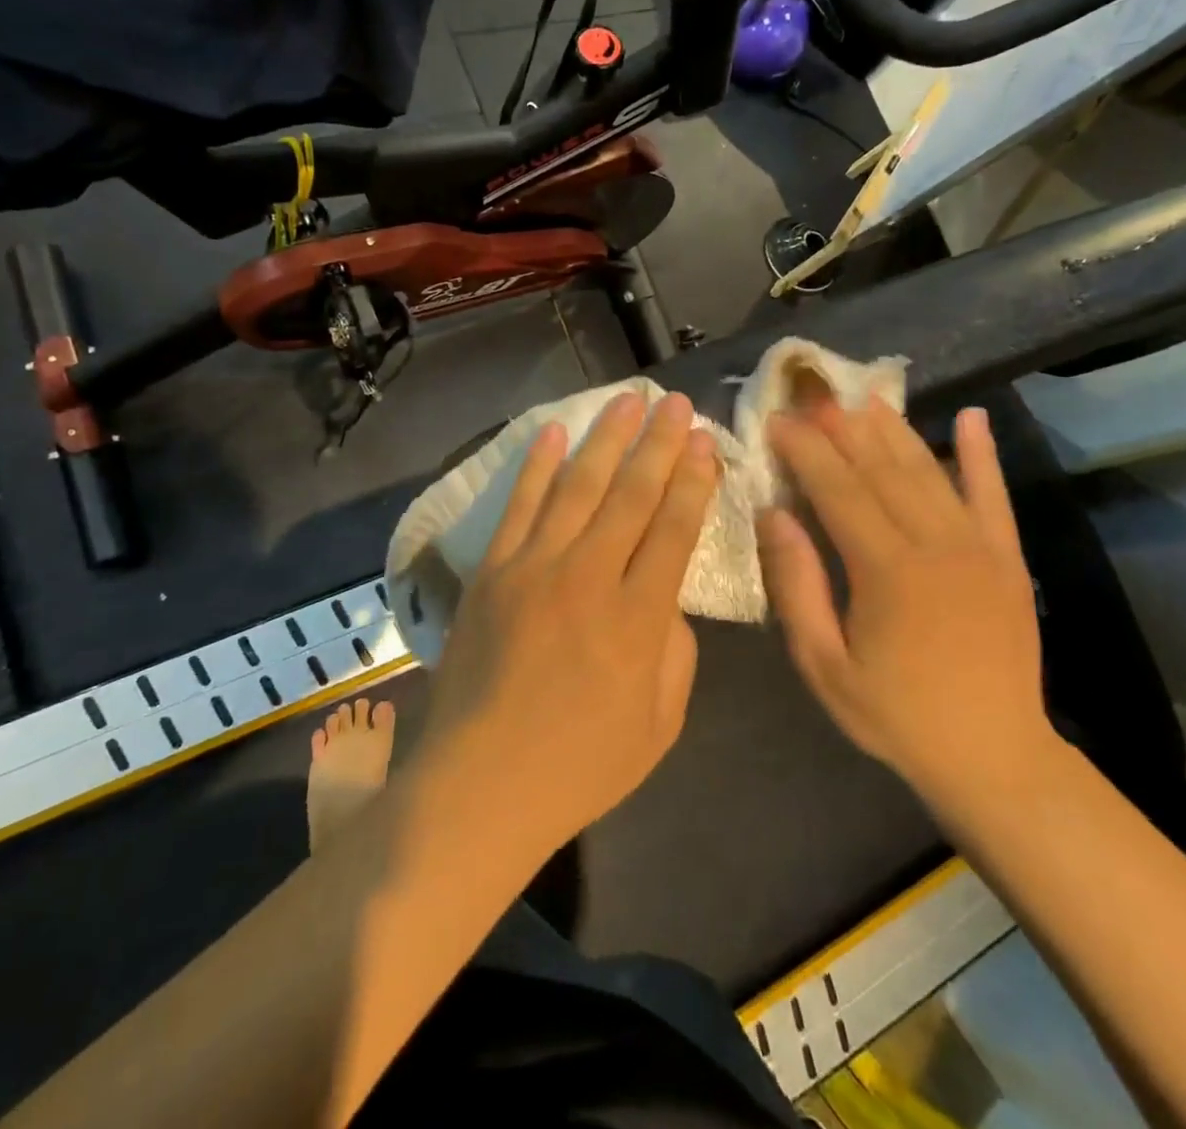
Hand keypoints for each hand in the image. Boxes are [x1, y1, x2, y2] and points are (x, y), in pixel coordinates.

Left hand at [416, 392, 720, 855]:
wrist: (481, 784)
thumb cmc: (581, 766)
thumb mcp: (660, 725)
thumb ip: (675, 651)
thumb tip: (668, 597)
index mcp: (639, 619)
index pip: (675, 529)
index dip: (693, 480)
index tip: (704, 442)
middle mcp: (590, 578)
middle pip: (631, 495)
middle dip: (658, 444)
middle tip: (673, 402)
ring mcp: (534, 568)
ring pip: (577, 486)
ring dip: (605, 439)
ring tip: (626, 401)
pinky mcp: (493, 571)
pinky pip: (519, 506)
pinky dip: (537, 465)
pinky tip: (553, 431)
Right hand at [758, 399, 1053, 817]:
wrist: (995, 757)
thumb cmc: (895, 715)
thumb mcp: (824, 665)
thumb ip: (797, 586)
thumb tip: (774, 515)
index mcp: (887, 571)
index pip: (837, 489)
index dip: (804, 450)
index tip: (776, 421)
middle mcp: (936, 544)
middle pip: (880, 469)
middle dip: (841, 428)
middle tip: (811, 396)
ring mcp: (979, 547)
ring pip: (928, 471)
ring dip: (893, 429)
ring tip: (862, 398)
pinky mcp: (1008, 557)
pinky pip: (993, 494)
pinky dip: (981, 453)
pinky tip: (972, 416)